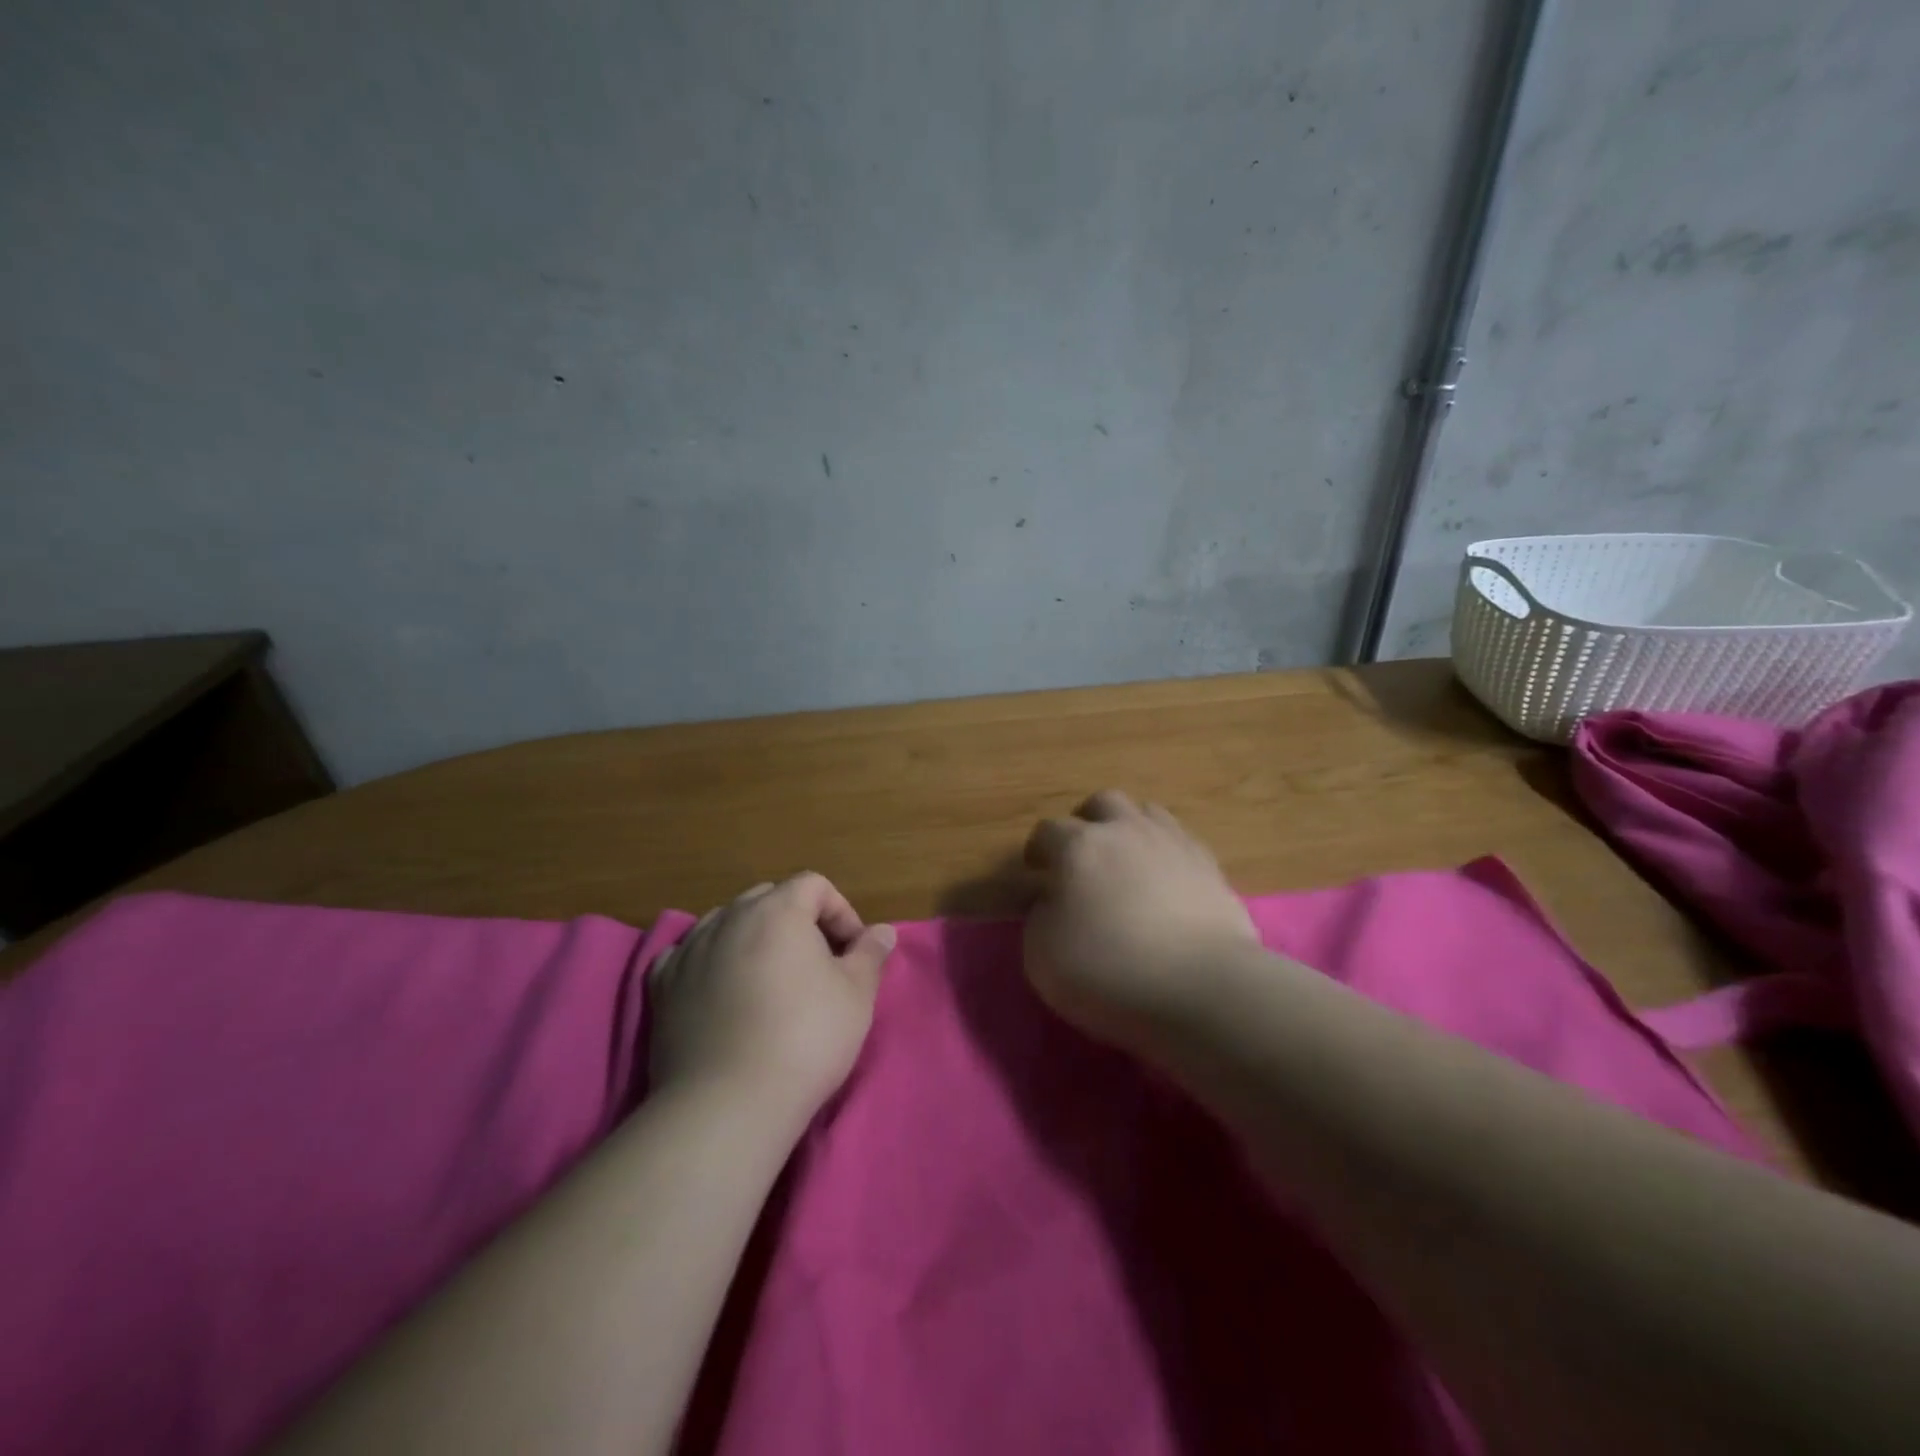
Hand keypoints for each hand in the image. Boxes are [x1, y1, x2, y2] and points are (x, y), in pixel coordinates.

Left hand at [648, 873, 895, 1119]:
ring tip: (769, 979)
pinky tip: (720, 988)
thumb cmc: (805, 1039)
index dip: (840, 911)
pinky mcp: (663, 986)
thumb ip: (870, 954)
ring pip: (727, 922)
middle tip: (817, 964)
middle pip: (769, 898)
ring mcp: (690, 950)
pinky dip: (708, 961)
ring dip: (753, 938)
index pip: (814, 884)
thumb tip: (883, 931)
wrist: (728, 1104)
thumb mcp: (856, 995)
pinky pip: (688, 954)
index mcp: (778, 910)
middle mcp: (729, 917)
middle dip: (797, 921)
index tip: (852, 952)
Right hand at [1023, 791, 1257, 1050]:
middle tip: (1083, 855)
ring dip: (1131, 830)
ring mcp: (1173, 844)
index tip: (1036, 872)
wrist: (1202, 987)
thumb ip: (1039, 918)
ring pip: (1147, 813)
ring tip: (1127, 862)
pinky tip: (1166, 883)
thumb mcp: (1042, 956)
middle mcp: (1125, 832)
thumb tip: (1051, 903)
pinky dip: (1166, 855)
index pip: (1048, 831)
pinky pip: (1181, 843)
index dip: (1038, 850)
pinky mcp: (1211, 868)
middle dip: (1088, 822)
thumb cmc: (1109, 971)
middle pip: (1102, 803)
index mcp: (1079, 846)